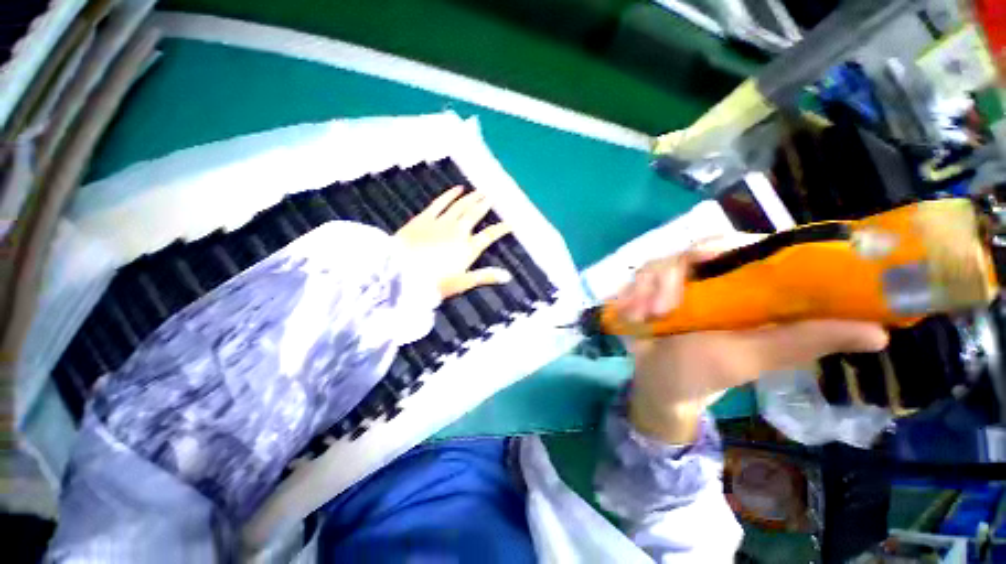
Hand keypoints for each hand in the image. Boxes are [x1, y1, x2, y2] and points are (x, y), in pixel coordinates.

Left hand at [396, 186, 512, 297]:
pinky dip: (450, 195)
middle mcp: (458, 231)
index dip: (502, 228)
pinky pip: (441, 202)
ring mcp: (441, 223)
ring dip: (472, 197)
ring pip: (461, 206)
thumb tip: (507, 276)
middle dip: (485, 205)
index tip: (511, 222)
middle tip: (492, 196)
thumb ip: (485, 277)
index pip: (490, 235)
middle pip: (475, 214)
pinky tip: (457, 189)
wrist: (400, 274)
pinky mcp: (425, 218)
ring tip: (480, 191)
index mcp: (468, 248)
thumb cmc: (433, 283)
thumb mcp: (462, 283)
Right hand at [617, 239, 889, 443]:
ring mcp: (678, 282)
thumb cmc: (705, 374)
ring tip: (641, 316)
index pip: (752, 246)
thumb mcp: (752, 357)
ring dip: (646, 288)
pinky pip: (638, 277)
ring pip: (661, 263)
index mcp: (748, 287)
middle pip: (695, 249)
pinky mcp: (650, 288)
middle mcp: (714, 277)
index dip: (735, 245)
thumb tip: (880, 332)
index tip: (710, 260)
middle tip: (662, 307)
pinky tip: (627, 313)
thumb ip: (802, 341)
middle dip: (671, 276)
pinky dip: (630, 293)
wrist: (658, 383)